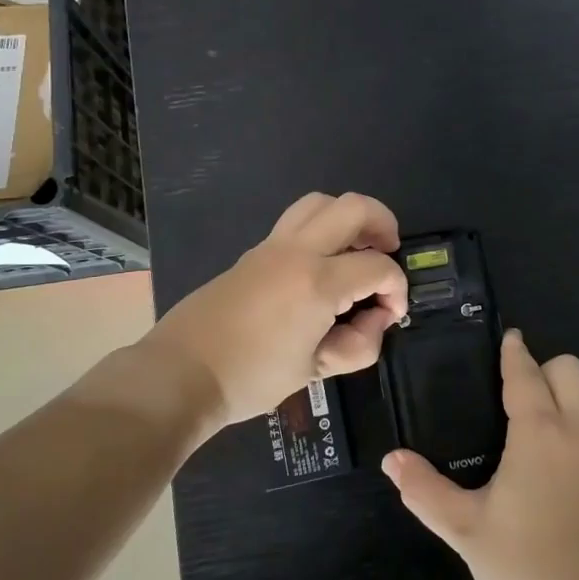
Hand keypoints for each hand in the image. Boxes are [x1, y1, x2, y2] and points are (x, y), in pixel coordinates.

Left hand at [146, 192, 409, 431]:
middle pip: (354, 207)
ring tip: (357, 249)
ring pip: (320, 202)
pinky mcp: (254, 252)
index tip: (392, 313)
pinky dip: (321, 229)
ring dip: (348, 218)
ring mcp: (272, 245)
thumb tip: (377, 319)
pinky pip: (297, 220)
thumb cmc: (251, 377)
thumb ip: (358, 344)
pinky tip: (322, 265)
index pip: (377, 267)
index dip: (396, 288)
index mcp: (317, 282)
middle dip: (383, 224)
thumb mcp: (314, 371)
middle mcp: (298, 251)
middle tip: (388, 253)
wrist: (182, 372)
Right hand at [382, 330, 578, 579]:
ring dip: (569, 392)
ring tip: (539, 420)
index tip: (507, 339)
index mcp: (541, 433)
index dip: (514, 353)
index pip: (527, 374)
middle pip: (570, 369)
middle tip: (516, 392)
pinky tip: (564, 453)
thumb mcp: (466, 530)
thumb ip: (425, 490)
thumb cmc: (528, 568)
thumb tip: (391, 460)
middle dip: (544, 367)